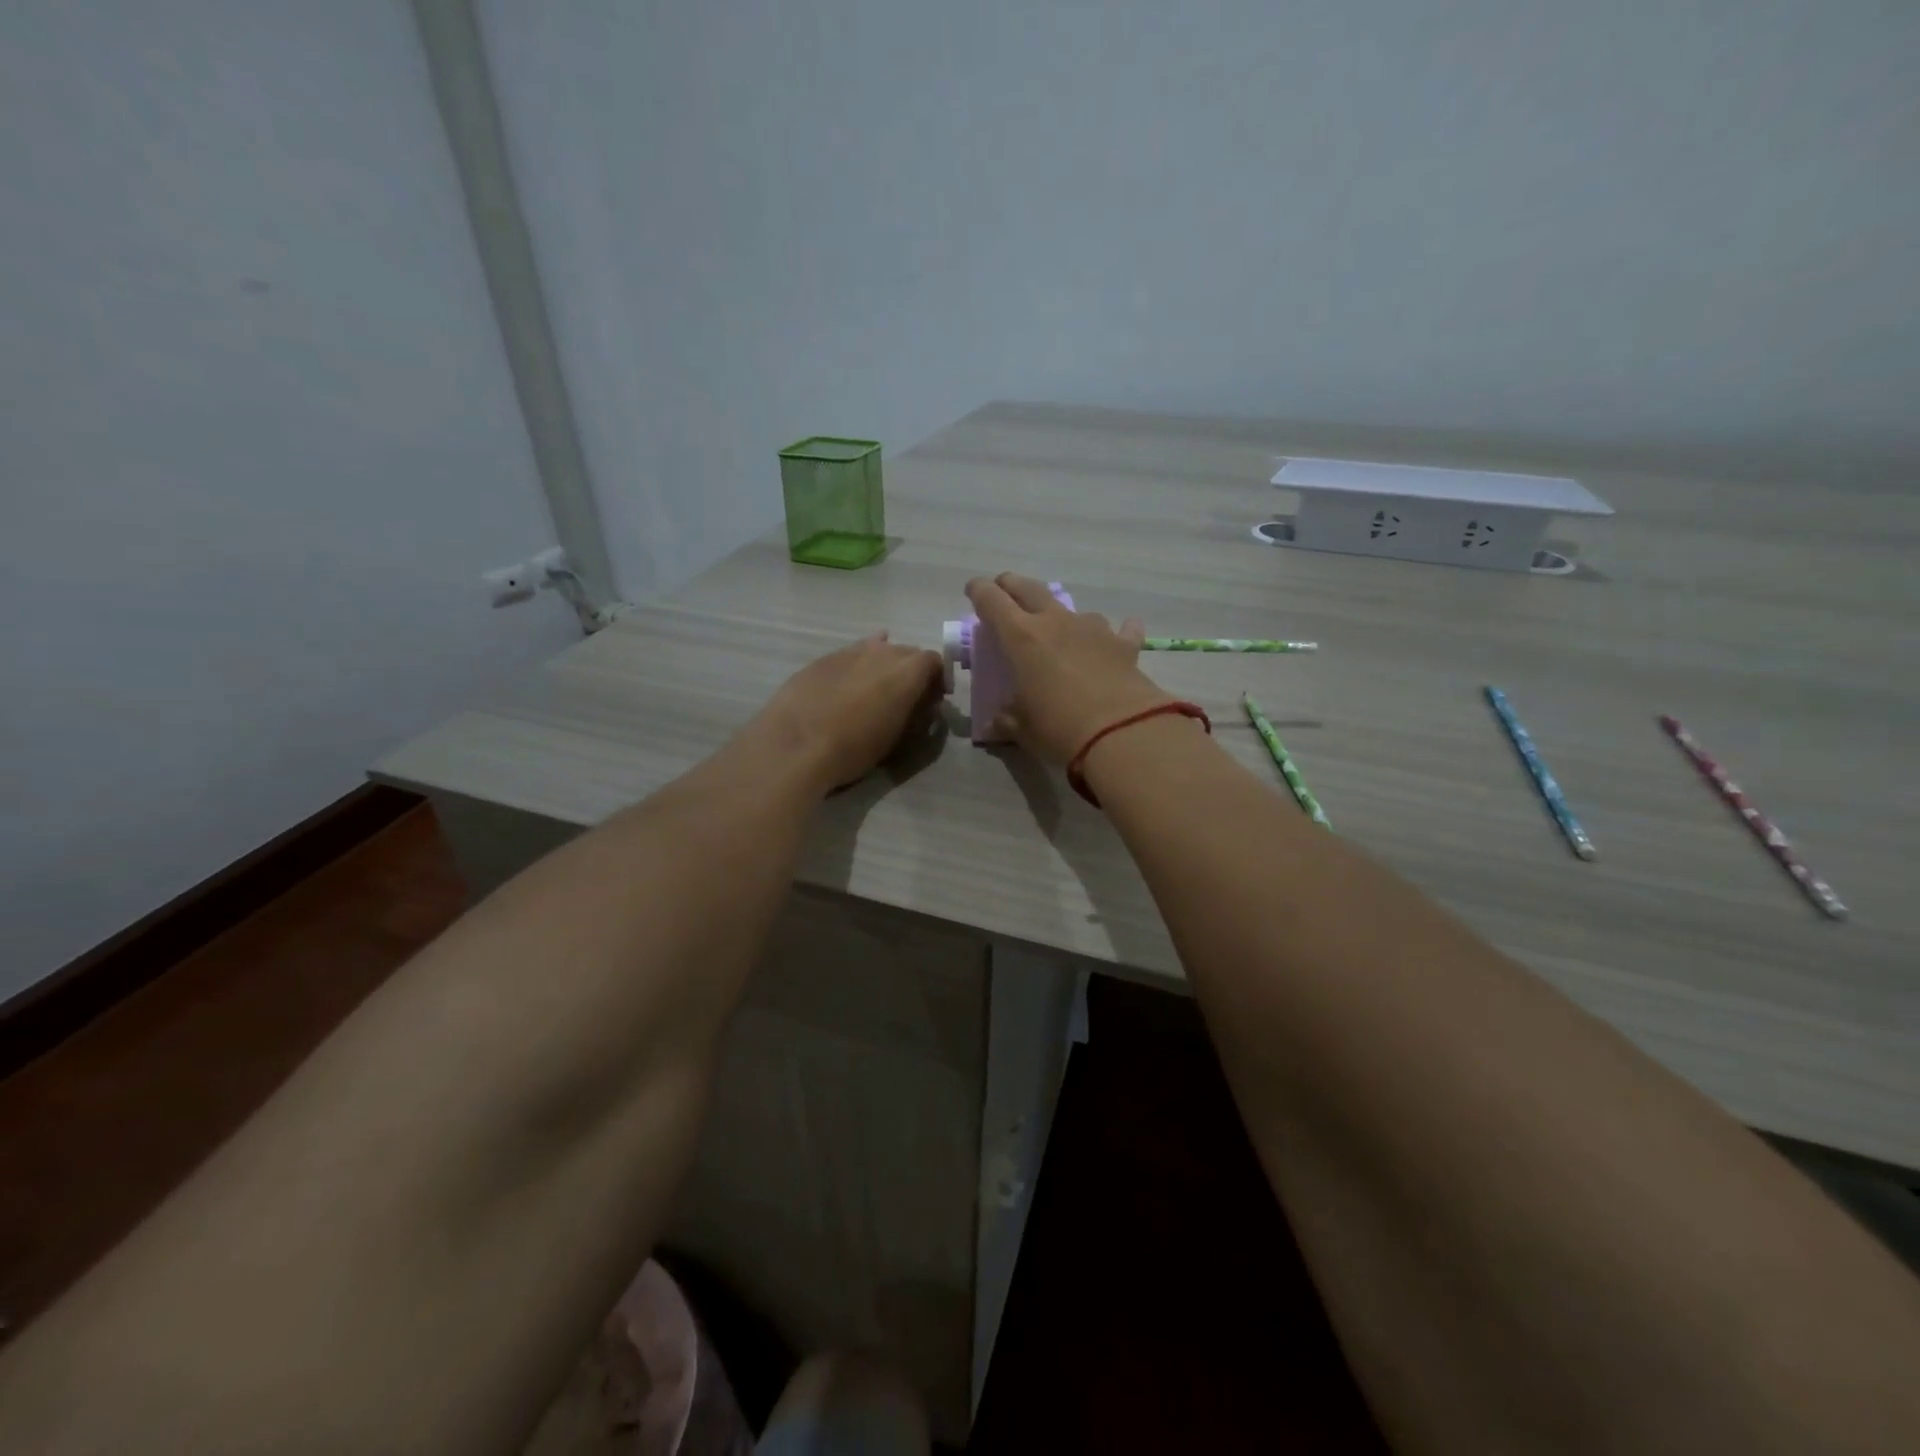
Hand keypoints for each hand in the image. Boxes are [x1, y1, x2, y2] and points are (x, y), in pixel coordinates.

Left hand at [746, 633, 944, 792]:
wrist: (795, 744)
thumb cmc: (854, 748)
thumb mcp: (897, 738)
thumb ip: (915, 715)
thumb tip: (923, 705)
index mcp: (908, 670)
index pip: (935, 662)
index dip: (937, 680)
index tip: (933, 700)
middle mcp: (883, 651)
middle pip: (907, 652)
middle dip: (911, 672)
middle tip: (905, 698)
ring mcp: (850, 650)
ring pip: (876, 650)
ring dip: (882, 667)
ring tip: (873, 692)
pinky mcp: (823, 658)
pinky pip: (850, 656)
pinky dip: (855, 668)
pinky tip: (847, 684)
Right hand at [964, 573, 1173, 763]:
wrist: (1121, 733)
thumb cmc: (1059, 728)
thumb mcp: (1023, 729)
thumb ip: (1006, 720)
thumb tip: (994, 725)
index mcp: (1022, 637)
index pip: (991, 600)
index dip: (979, 591)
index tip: (973, 590)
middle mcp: (1055, 622)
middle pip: (1029, 588)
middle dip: (1012, 585)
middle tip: (1004, 590)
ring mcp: (1092, 628)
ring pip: (1071, 608)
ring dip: (1060, 614)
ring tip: (1059, 628)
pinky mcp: (1123, 644)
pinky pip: (1121, 629)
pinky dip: (1118, 630)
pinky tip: (1124, 631)